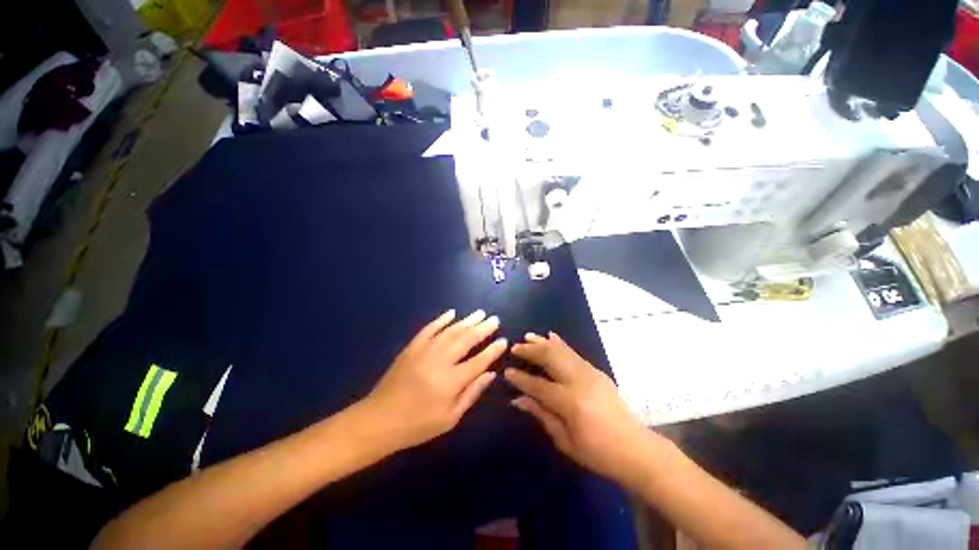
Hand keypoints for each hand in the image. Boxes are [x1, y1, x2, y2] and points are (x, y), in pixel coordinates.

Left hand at [362, 309, 505, 451]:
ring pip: (450, 331)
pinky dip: (441, 320)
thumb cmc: (418, 424)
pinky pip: (429, 329)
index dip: (492, 350)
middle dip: (482, 328)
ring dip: (467, 321)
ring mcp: (424, 351)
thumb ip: (472, 393)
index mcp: (451, 381)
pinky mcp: (412, 347)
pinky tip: (451, 313)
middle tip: (494, 319)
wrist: (379, 420)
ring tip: (480, 313)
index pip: (479, 361)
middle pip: (466, 339)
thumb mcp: (450, 418)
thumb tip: (490, 374)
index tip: (503, 340)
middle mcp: (440, 361)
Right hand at [505, 332, 652, 485]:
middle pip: (550, 358)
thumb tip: (518, 399)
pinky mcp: (596, 371)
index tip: (507, 371)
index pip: (538, 385)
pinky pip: (573, 352)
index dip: (521, 379)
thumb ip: (541, 414)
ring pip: (561, 350)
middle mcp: (579, 381)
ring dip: (543, 342)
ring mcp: (589, 373)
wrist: (634, 447)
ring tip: (528, 336)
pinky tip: (551, 336)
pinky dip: (560, 343)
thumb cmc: (597, 452)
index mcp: (570, 402)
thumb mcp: (565, 440)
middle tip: (515, 347)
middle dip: (530, 351)